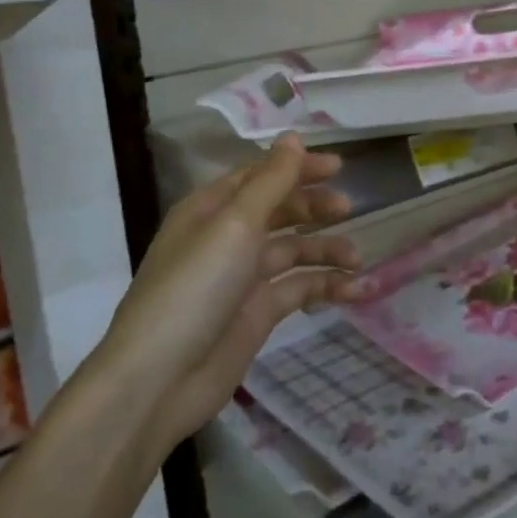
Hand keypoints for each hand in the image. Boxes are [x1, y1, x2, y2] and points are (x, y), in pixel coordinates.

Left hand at [104, 136, 362, 446]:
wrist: (160, 381)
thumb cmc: (195, 288)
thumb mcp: (235, 225)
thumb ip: (271, 181)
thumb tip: (293, 137)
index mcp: (211, 209)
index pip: (260, 176)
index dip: (297, 167)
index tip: (339, 166)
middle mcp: (227, 238)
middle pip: (279, 211)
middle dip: (314, 207)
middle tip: (348, 208)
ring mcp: (242, 278)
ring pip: (293, 250)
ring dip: (326, 249)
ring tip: (356, 258)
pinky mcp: (257, 314)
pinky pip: (298, 289)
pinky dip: (326, 286)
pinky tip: (355, 290)